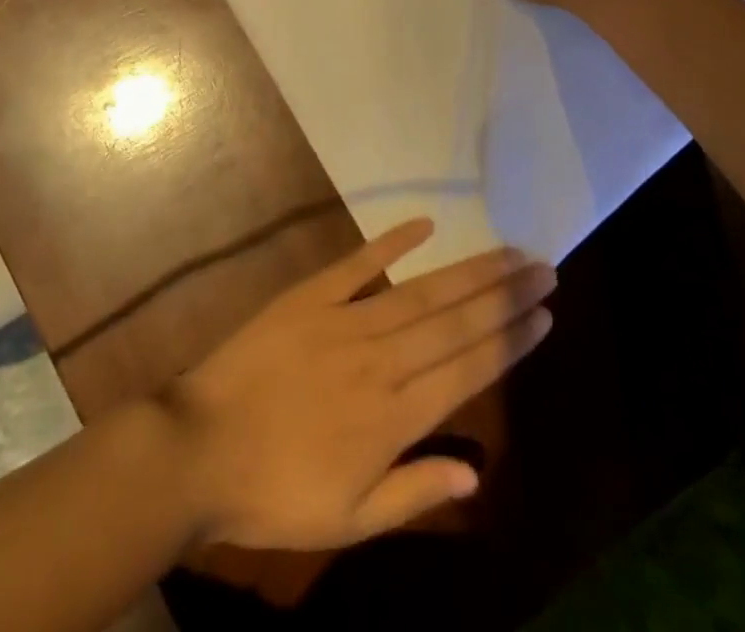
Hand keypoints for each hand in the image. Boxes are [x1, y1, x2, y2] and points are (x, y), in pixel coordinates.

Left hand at [163, 219, 554, 550]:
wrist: (199, 449)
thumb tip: (477, 473)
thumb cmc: (275, 494)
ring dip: (469, 270)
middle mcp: (381, 359)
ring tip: (508, 251)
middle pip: (456, 320)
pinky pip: (360, 262)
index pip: (469, 369)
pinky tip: (426, 223)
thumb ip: (416, 492)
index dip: (511, 338)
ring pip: (421, 290)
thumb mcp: (350, 521)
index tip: (546, 313)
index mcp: (394, 416)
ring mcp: (346, 320)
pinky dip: (393, 240)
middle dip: (505, 294)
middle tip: (543, 266)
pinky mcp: (311, 294)